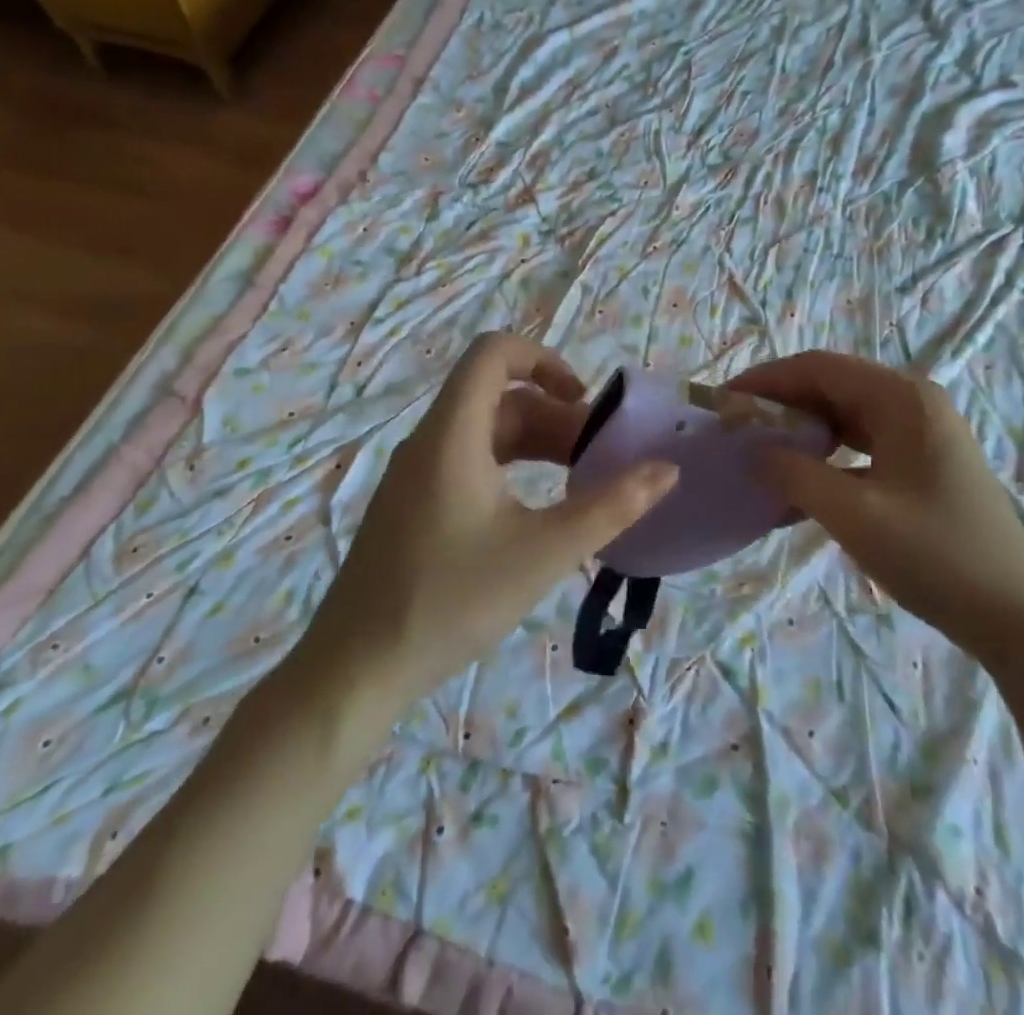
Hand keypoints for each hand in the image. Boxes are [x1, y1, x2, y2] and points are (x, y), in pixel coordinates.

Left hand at [304, 333, 677, 702]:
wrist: (355, 670)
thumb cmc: (451, 600)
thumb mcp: (544, 552)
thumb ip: (611, 507)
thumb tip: (667, 470)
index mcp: (452, 434)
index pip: (493, 353)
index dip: (543, 359)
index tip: (583, 400)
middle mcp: (430, 441)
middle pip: (498, 397)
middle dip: (555, 415)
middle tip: (600, 456)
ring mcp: (416, 474)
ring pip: (486, 432)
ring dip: (536, 444)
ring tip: (580, 480)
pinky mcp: (412, 505)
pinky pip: (469, 462)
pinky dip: (510, 467)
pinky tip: (537, 509)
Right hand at [727, 351, 1023, 655]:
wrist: (1016, 616)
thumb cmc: (936, 555)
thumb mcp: (854, 514)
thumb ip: (795, 475)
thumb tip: (753, 451)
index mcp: (902, 398)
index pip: (819, 367)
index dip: (767, 379)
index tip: (724, 402)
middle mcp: (913, 402)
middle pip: (832, 386)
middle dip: (781, 404)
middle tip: (736, 430)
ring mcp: (921, 433)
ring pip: (845, 416)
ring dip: (802, 431)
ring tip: (760, 454)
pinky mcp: (922, 463)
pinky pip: (862, 446)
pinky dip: (827, 458)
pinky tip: (799, 485)